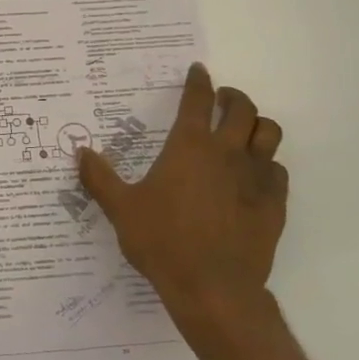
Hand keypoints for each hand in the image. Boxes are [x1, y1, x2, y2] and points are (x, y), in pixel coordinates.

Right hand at [76, 64, 287, 328]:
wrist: (213, 288)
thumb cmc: (162, 241)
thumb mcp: (121, 209)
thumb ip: (99, 177)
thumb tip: (80, 152)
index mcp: (188, 146)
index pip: (197, 100)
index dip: (198, 81)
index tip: (198, 71)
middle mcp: (226, 152)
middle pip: (242, 108)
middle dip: (232, 97)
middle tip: (222, 100)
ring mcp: (255, 178)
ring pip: (269, 133)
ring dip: (257, 125)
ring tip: (243, 131)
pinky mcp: (274, 204)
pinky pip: (278, 171)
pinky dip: (267, 164)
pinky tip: (254, 176)